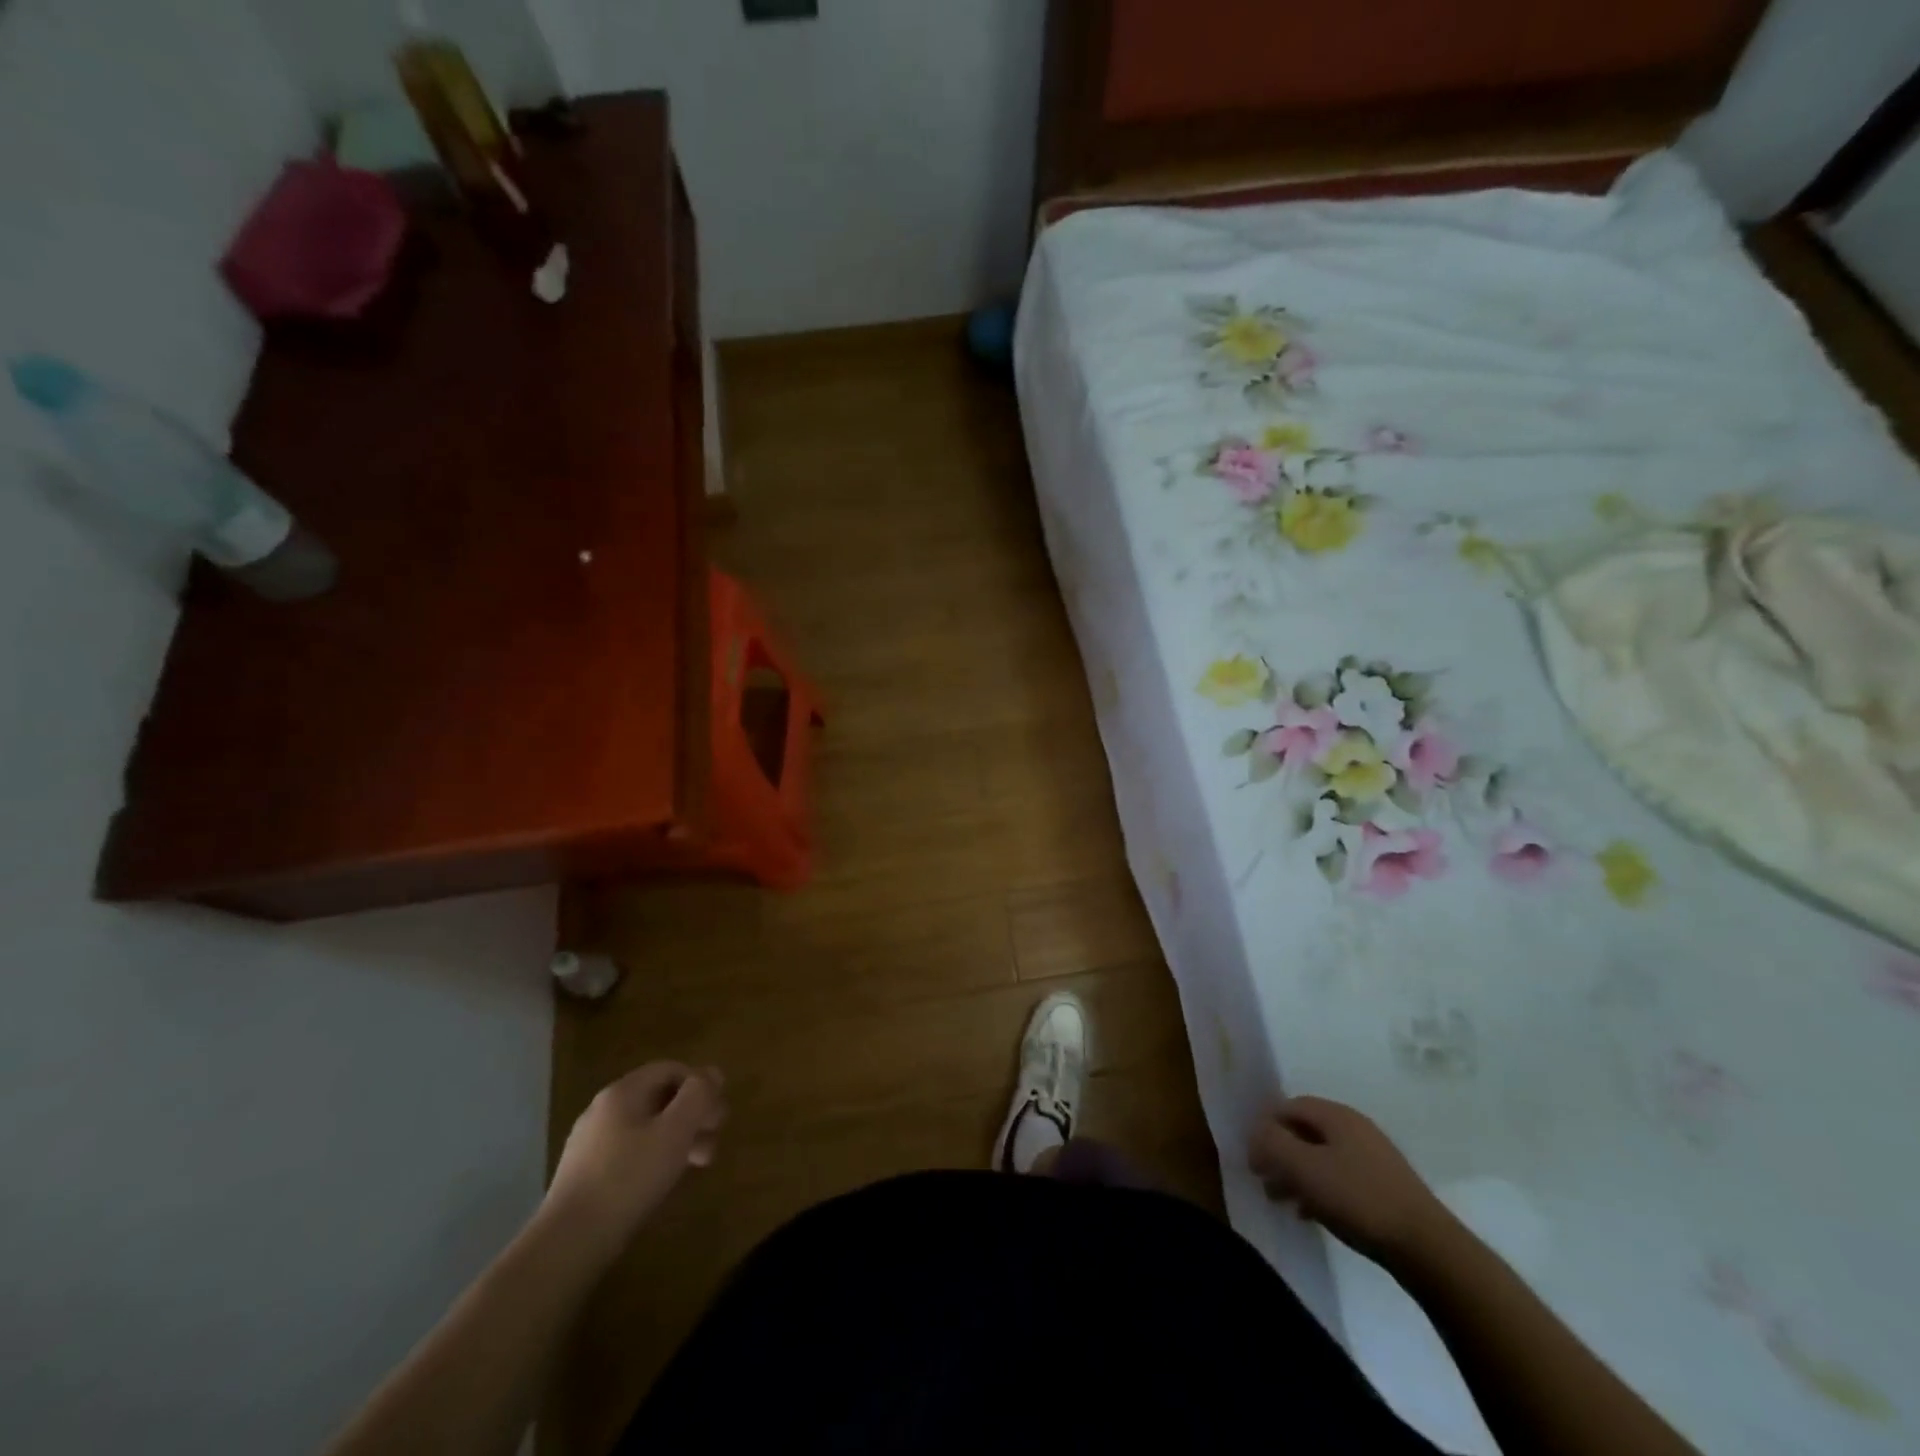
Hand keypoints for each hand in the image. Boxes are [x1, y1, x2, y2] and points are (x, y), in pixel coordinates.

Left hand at [545, 1062, 726, 1253]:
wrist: (567, 1243)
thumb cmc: (628, 1179)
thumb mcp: (675, 1131)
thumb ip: (698, 1096)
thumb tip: (713, 1072)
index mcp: (623, 1091)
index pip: (671, 1069)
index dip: (700, 1085)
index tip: (717, 1115)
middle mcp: (603, 1109)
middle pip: (659, 1098)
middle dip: (692, 1115)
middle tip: (713, 1141)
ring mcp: (590, 1142)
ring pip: (645, 1127)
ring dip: (677, 1138)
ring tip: (697, 1165)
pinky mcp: (584, 1174)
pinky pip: (629, 1151)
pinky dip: (654, 1157)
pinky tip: (663, 1182)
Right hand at [1248, 1096, 1448, 1266]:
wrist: (1427, 1249)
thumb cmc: (1358, 1199)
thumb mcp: (1304, 1167)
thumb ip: (1272, 1143)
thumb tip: (1256, 1133)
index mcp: (1336, 1116)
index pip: (1288, 1106)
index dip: (1264, 1127)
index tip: (1252, 1157)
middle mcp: (1355, 1129)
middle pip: (1304, 1132)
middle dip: (1279, 1153)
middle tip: (1263, 1181)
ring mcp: (1373, 1159)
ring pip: (1321, 1157)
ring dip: (1296, 1174)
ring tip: (1281, 1201)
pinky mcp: (1384, 1188)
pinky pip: (1340, 1179)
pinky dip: (1319, 1191)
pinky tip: (1310, 1214)